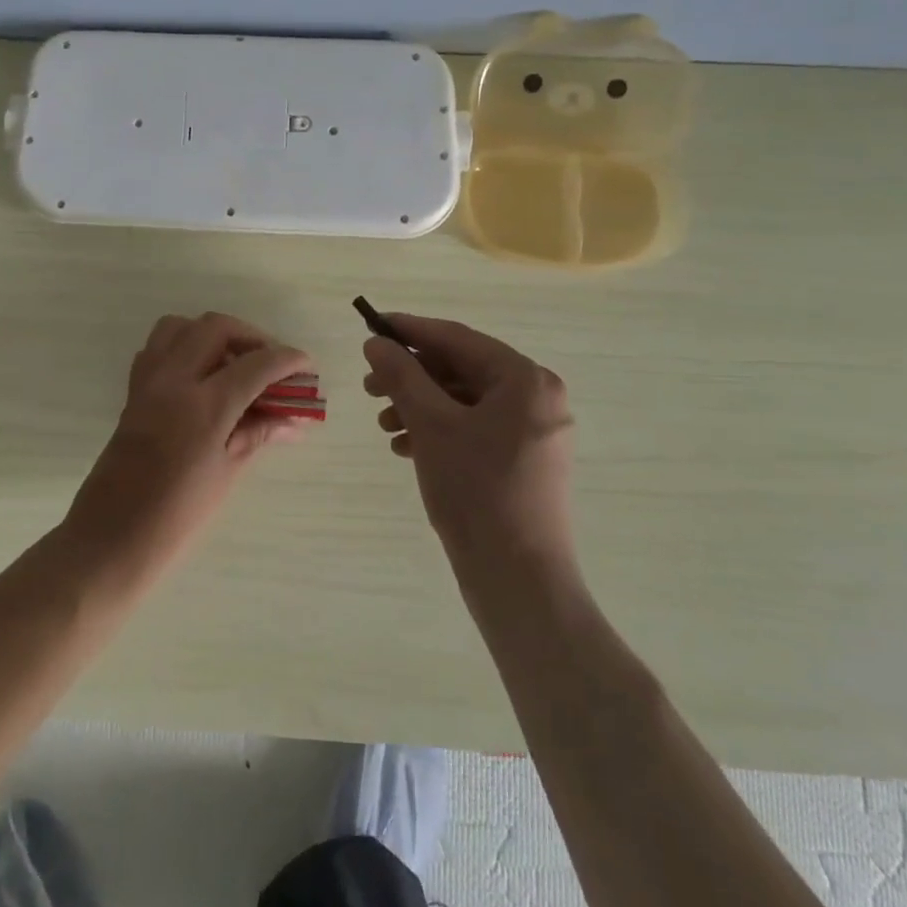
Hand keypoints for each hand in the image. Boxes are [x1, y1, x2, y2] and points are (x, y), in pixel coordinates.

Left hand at [66, 313, 310, 576]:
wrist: (111, 538)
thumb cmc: (177, 516)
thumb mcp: (227, 473)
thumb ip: (259, 434)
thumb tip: (294, 419)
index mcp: (203, 406)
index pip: (255, 364)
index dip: (287, 360)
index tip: (306, 365)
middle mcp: (173, 381)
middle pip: (215, 327)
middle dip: (250, 337)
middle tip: (271, 363)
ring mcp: (148, 382)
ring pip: (181, 327)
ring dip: (213, 335)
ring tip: (234, 365)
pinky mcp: (133, 392)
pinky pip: (158, 349)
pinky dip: (183, 348)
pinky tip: (201, 379)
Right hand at [363, 314, 577, 572]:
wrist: (517, 579)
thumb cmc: (476, 490)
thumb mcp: (431, 425)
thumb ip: (402, 375)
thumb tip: (377, 342)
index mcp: (526, 380)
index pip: (458, 339)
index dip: (411, 330)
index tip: (372, 327)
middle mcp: (537, 398)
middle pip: (461, 370)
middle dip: (412, 377)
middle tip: (369, 387)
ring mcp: (533, 433)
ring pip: (464, 402)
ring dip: (420, 407)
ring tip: (384, 425)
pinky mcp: (523, 462)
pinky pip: (475, 429)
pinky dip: (439, 431)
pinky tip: (406, 447)